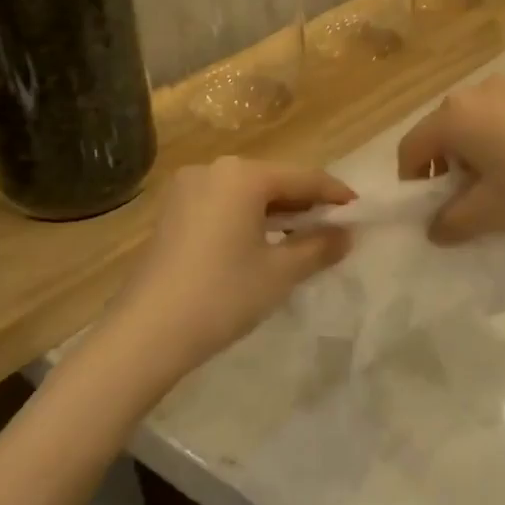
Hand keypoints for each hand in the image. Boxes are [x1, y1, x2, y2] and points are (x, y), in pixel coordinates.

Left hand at [105, 157, 353, 380]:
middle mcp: (212, 170)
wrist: (145, 334)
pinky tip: (262, 242)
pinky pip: (223, 205)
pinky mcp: (171, 213)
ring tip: (304, 236)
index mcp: (241, 175)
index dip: (335, 194)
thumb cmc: (222, 295)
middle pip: (273, 180)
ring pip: (246, 194)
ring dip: (277, 212)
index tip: (359, 210)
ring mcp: (186, 190)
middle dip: (305, 203)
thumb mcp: (280, 272)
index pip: (303, 177)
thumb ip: (319, 246)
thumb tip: (347, 234)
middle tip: (334, 226)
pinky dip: (248, 219)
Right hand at [397, 77, 504, 242]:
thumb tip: (434, 230)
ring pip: (473, 127)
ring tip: (504, 190)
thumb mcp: (494, 212)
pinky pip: (501, 119)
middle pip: (441, 135)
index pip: (410, 149)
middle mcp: (475, 92)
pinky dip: (500, 145)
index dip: (412, 185)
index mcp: (454, 116)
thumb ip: (453, 223)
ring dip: (474, 160)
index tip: (432, 214)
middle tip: (469, 206)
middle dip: (446, 173)